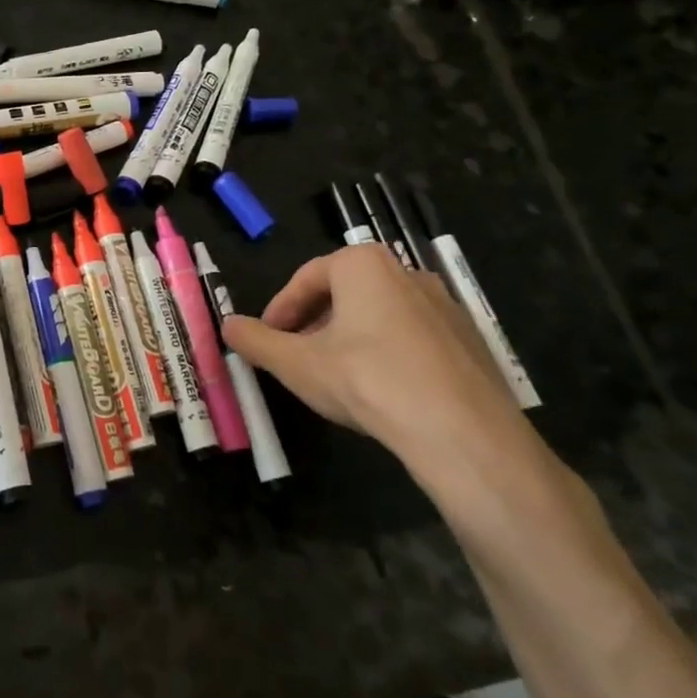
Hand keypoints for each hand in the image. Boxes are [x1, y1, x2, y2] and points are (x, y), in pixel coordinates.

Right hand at [222, 244, 528, 469]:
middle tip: (295, 356)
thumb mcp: (296, 364)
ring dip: (348, 337)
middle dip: (313, 322)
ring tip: (334, 375)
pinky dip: (387, 353)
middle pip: (344, 292)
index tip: (266, 338)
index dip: (280, 309)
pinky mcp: (469, 340)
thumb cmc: (367, 381)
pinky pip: (413, 337)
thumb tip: (227, 325)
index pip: (307, 277)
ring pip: (379, 314)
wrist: (462, 432)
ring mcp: (445, 305)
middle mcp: (407, 272)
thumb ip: (256, 341)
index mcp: (363, 265)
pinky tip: (380, 391)